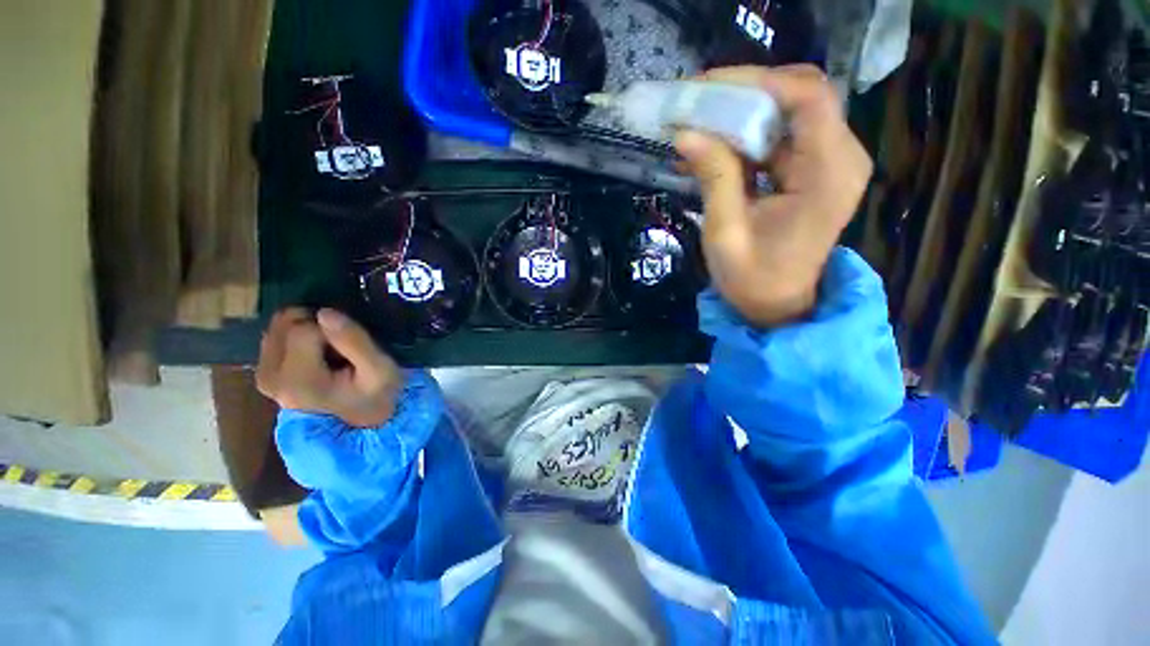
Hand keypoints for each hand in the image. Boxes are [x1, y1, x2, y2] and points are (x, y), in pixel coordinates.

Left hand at [256, 308, 402, 427]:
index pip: (304, 330)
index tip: (351, 349)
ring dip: (308, 329)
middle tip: (341, 348)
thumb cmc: (377, 394)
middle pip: (286, 325)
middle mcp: (270, 379)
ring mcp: (263, 376)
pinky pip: (277, 335)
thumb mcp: (380, 369)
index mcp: (298, 383)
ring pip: (279, 326)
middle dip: (317, 326)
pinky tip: (317, 353)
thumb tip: (324, 312)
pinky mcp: (263, 373)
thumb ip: (354, 341)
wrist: (364, 419)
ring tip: (330, 351)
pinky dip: (299, 335)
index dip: (332, 331)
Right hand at [675, 65, 872, 327]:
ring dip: (740, 116)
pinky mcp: (812, 172)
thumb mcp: (726, 233)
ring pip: (786, 115)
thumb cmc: (753, 279)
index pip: (808, 98)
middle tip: (696, 104)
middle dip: (744, 95)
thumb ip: (713, 179)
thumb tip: (686, 133)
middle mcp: (839, 159)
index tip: (709, 87)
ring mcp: (828, 164)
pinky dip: (744, 139)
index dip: (759, 82)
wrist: (778, 306)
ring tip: (696, 125)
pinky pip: (779, 139)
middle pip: (798, 99)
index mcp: (827, 175)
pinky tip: (711, 150)